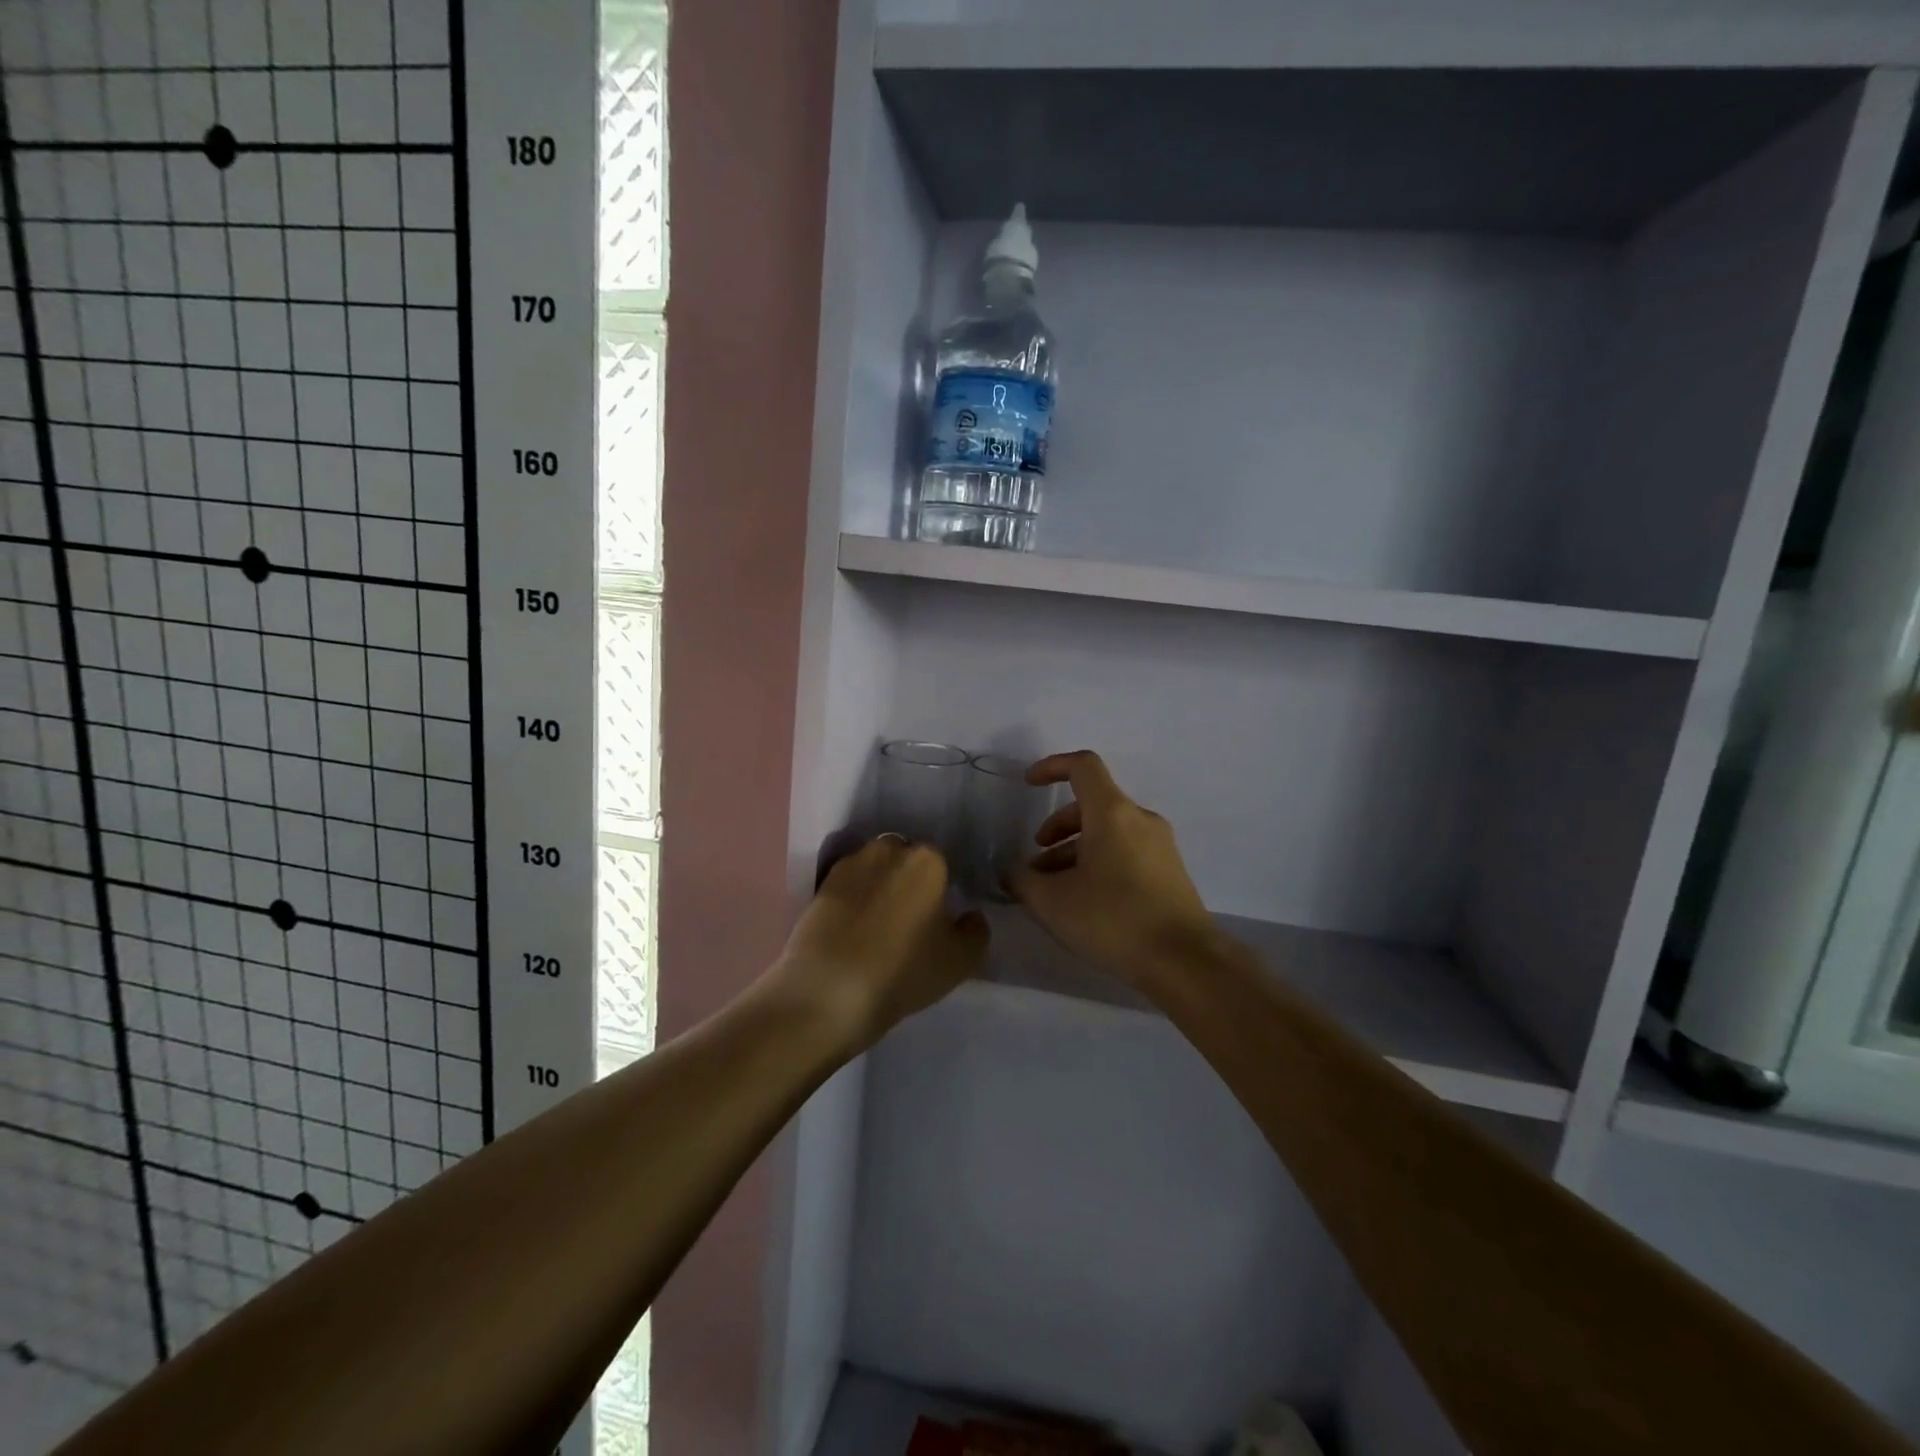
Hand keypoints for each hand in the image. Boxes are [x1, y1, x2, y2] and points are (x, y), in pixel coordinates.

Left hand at [773, 835, 988, 1049]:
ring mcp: (848, 865)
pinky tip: (851, 931)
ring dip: (877, 887)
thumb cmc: (903, 971)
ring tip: (876, 926)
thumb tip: (970, 916)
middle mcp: (887, 849)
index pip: (942, 864)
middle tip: (909, 920)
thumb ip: (975, 931)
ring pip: (873, 869)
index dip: (941, 889)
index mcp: (927, 860)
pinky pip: (846, 887)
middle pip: (904, 858)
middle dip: (908, 880)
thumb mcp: (960, 961)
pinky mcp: (819, 886)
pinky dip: (851, 901)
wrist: (826, 992)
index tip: (938, 916)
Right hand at [1008, 750, 1215, 987]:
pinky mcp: (1170, 873)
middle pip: (1092, 805)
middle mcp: (1140, 819)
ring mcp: (1160, 846)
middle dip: (1057, 828)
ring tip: (1055, 891)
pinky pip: (1126, 853)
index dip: (1052, 766)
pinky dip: (1099, 864)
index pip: (1082, 766)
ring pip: (1108, 833)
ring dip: (1075, 851)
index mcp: (1112, 813)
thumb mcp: (1052, 902)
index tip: (1029, 784)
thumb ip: (1022, 880)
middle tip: (1036, 863)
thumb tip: (1011, 872)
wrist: (1185, 961)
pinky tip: (1086, 903)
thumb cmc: (1113, 919)